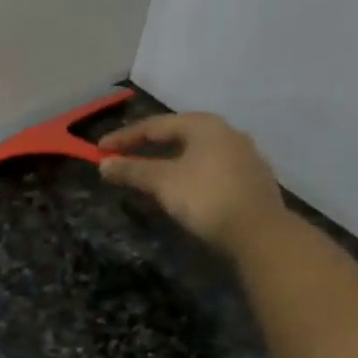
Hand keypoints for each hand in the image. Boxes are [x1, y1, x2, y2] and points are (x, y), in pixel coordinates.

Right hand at [98, 112, 289, 259]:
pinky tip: (183, 190)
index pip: (155, 126)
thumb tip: (104, 164)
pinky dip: (190, 176)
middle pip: (178, 136)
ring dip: (170, 163)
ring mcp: (244, 156)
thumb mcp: (163, 183)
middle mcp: (227, 132)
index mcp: (204, 125)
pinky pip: (211, 171)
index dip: (124, 138)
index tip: (100, 150)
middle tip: (125, 159)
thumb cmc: (206, 198)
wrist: (258, 232)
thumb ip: (133, 171)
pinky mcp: (252, 180)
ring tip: (151, 176)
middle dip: (148, 148)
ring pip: (197, 154)